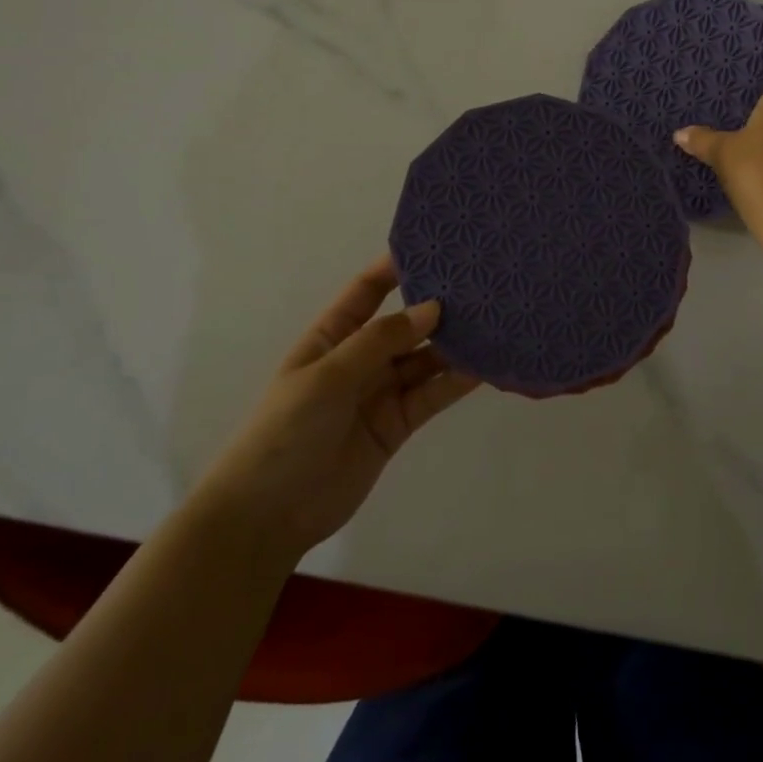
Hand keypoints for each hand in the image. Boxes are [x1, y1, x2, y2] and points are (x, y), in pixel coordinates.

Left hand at [208, 255, 479, 555]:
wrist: (268, 515)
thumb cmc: (286, 432)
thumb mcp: (328, 377)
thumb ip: (380, 341)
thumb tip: (432, 307)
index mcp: (331, 338)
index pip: (366, 291)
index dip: (395, 267)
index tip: (434, 246)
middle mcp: (359, 359)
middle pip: (404, 324)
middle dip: (436, 305)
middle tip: (480, 284)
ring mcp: (380, 392)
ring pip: (424, 359)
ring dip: (453, 344)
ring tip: (493, 321)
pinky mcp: (398, 424)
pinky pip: (431, 394)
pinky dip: (456, 381)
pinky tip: (484, 366)